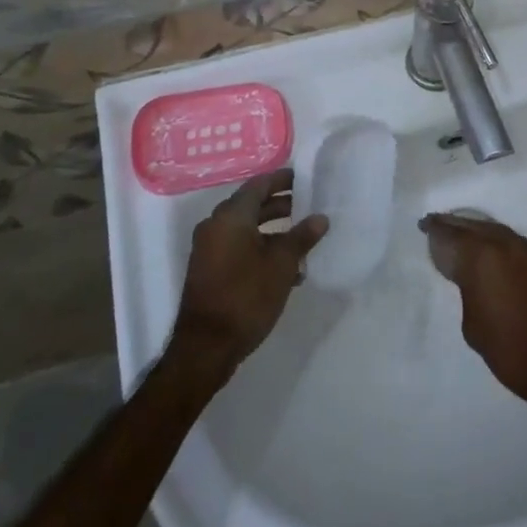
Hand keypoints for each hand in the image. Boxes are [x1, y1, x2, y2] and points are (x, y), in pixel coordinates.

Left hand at [171, 169, 326, 382]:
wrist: (206, 347)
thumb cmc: (246, 296)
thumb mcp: (281, 265)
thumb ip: (302, 237)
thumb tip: (320, 218)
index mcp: (230, 216)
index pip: (259, 185)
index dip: (282, 180)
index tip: (305, 179)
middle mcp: (215, 226)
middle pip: (251, 205)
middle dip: (281, 205)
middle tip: (308, 206)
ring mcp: (209, 248)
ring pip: (246, 229)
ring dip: (273, 231)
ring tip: (303, 240)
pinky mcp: (209, 269)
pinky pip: (238, 247)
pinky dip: (260, 249)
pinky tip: (286, 270)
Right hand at [420, 213, 526, 417]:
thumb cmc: (508, 350)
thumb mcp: (472, 323)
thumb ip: (466, 289)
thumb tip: (468, 276)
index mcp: (481, 257)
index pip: (451, 235)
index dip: (435, 230)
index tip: (424, 224)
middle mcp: (504, 245)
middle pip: (473, 226)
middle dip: (453, 224)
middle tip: (437, 222)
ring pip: (494, 230)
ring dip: (476, 229)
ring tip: (460, 233)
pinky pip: (512, 241)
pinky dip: (496, 240)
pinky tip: (489, 249)